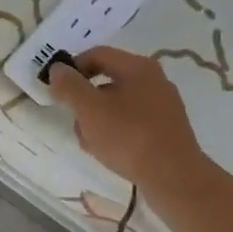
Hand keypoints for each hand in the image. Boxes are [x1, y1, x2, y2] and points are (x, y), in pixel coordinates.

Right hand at [45, 46, 208, 195]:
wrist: (174, 177)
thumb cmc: (128, 136)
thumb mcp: (89, 109)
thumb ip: (69, 86)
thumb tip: (58, 69)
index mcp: (137, 67)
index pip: (96, 54)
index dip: (72, 68)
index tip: (58, 90)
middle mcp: (153, 80)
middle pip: (106, 80)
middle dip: (84, 101)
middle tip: (74, 121)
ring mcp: (163, 105)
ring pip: (117, 104)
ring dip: (97, 120)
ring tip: (90, 143)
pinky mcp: (166, 129)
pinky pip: (132, 122)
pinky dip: (116, 132)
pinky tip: (109, 152)